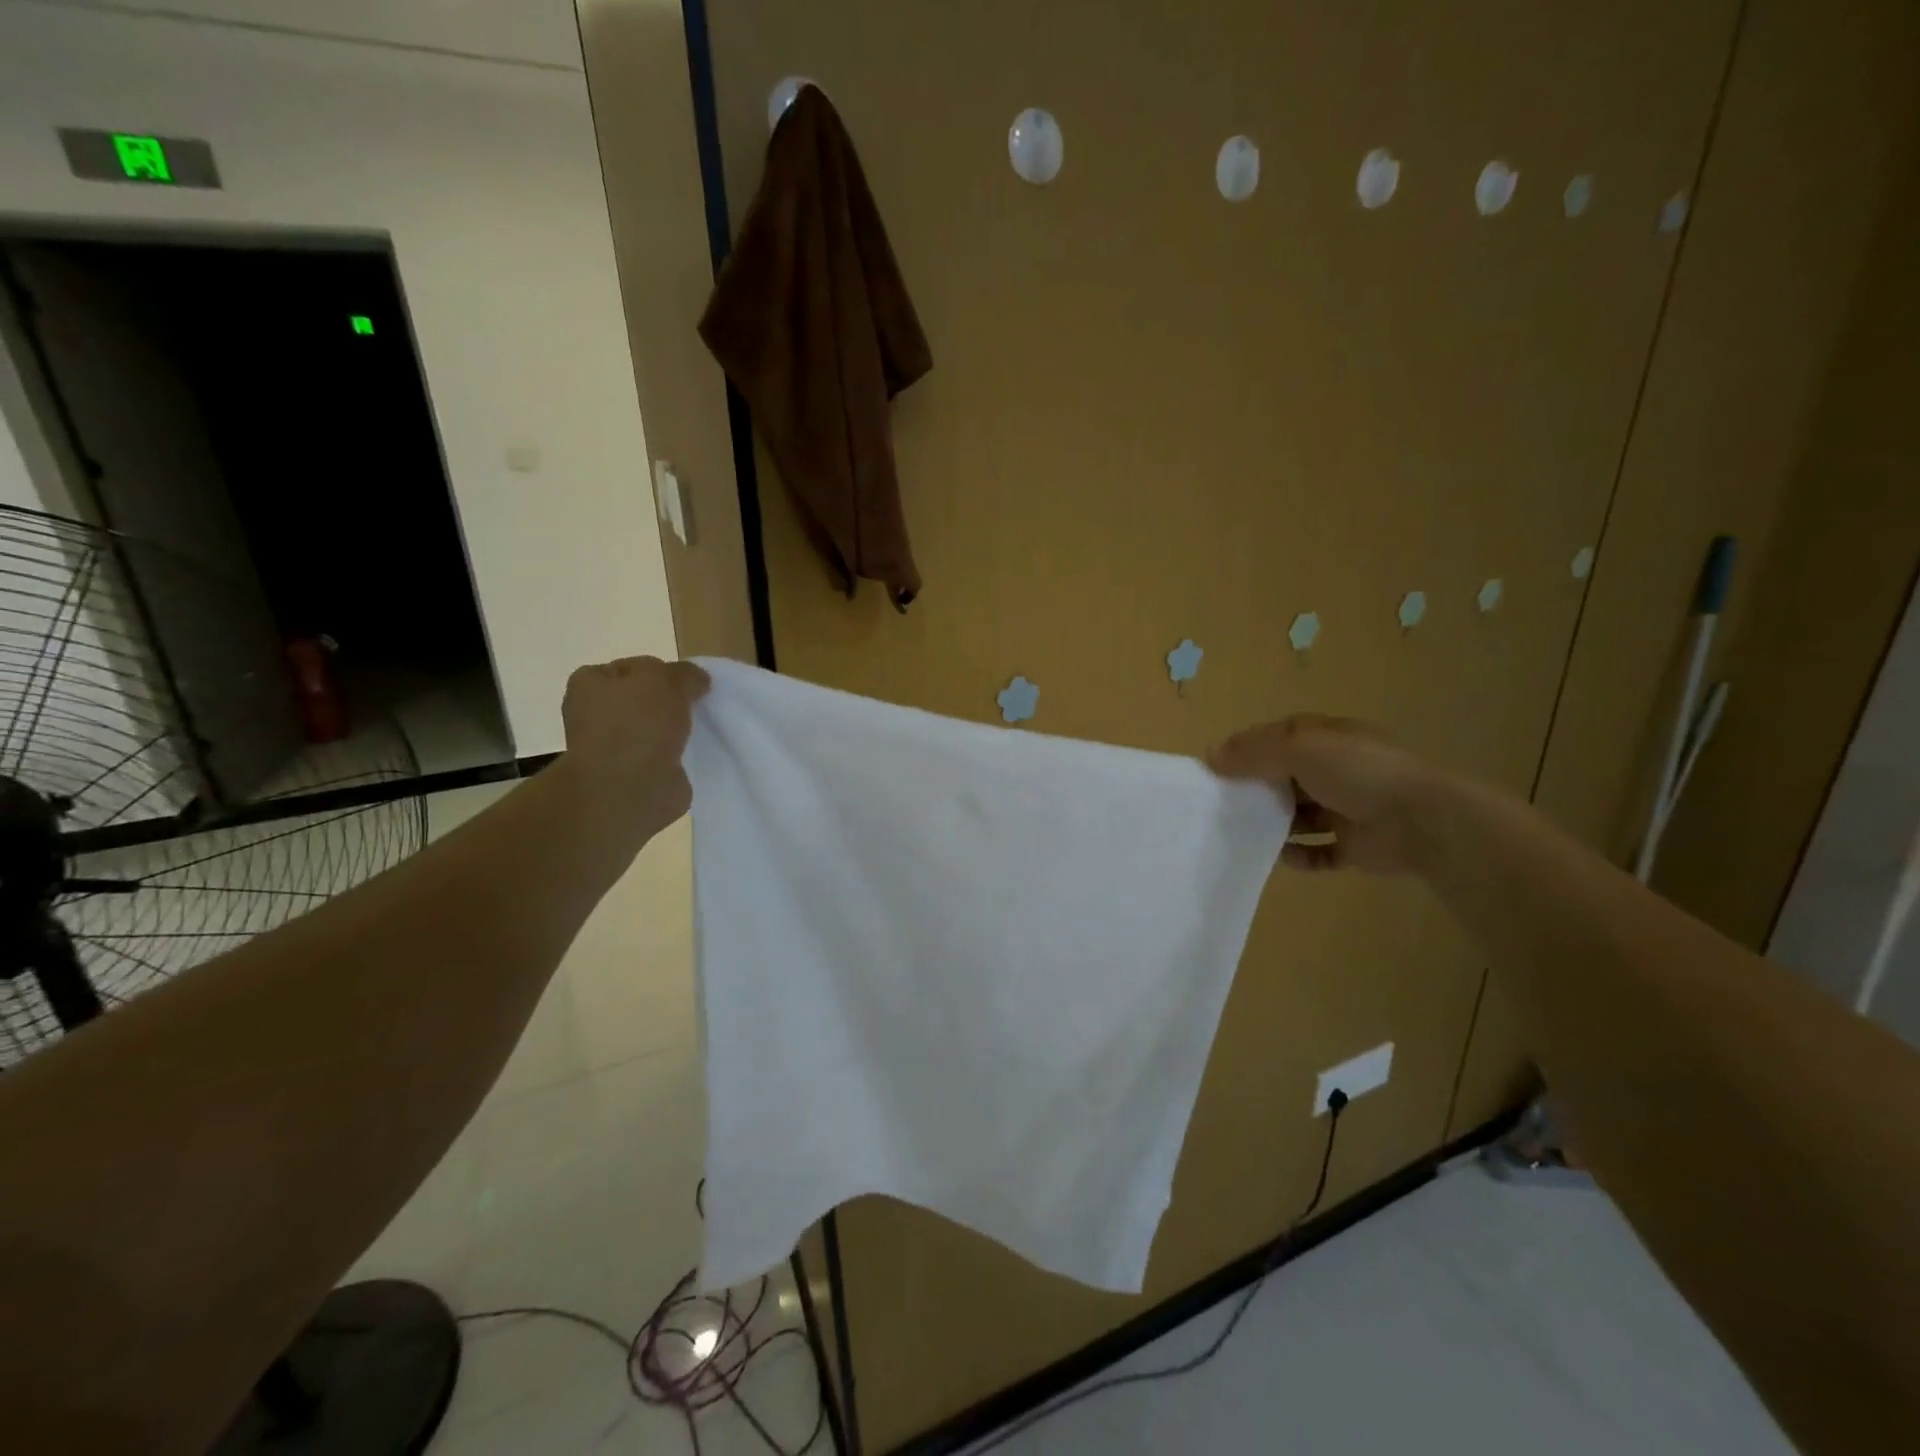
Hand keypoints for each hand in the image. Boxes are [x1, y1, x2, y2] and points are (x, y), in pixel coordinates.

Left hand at [560, 656, 709, 840]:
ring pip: (655, 727)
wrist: (630, 789)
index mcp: (590, 683)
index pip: (634, 667)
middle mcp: (595, 713)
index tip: (688, 684)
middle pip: (645, 698)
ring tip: (700, 730)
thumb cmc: (637, 724)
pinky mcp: (634, 774)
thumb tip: (698, 681)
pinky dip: (679, 755)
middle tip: (697, 706)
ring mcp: (614, 746)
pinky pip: (663, 755)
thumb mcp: (665, 679)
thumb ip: (684, 673)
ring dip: (676, 729)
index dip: (664, 671)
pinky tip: (695, 753)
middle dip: (672, 701)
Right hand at [1208, 714, 1435, 873]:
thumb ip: (1254, 752)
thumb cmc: (1358, 772)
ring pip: (1301, 815)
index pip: (1280, 737)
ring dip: (1276, 824)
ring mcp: (1349, 808)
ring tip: (1246, 833)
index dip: (1249, 748)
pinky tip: (1283, 857)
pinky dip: (1300, 856)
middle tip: (1225, 804)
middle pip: (1287, 777)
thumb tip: (1211, 758)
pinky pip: (1320, 852)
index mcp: (1329, 738)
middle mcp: (1339, 770)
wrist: (1421, 821)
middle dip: (1258, 789)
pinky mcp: (1356, 845)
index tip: (1217, 768)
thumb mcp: (1299, 748)